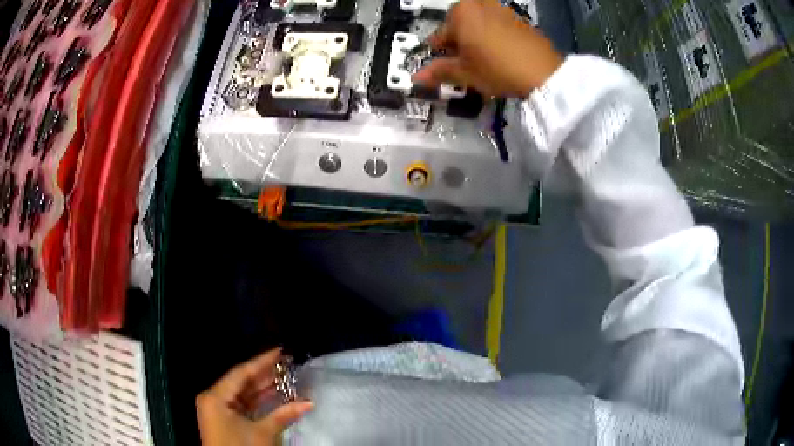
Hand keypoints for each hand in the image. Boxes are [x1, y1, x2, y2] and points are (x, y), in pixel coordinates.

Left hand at [196, 349, 312, 445]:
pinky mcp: (224, 420)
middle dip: (264, 375)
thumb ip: (284, 414)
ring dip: (263, 389)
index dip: (261, 362)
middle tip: (286, 364)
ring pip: (242, 394)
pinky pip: (242, 405)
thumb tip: (309, 402)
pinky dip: (258, 402)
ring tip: (285, 378)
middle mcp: (213, 398)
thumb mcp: (263, 432)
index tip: (280, 351)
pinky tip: (275, 396)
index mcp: (215, 396)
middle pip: (241, 382)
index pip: (241, 373)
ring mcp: (218, 410)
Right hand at [413, 0, 562, 97]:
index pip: (439, 35)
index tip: (441, 65)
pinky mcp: (519, 18)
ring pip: (479, 23)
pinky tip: (500, 53)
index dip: (439, 53)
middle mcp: (479, 4)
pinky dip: (493, 36)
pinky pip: (497, 24)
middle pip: (460, 25)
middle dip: (459, 42)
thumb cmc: (497, 69)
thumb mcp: (465, 73)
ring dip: (476, 38)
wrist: (544, 73)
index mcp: (461, 12)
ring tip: (483, 59)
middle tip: (464, 62)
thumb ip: (439, 71)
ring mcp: (501, 8)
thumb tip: (417, 77)